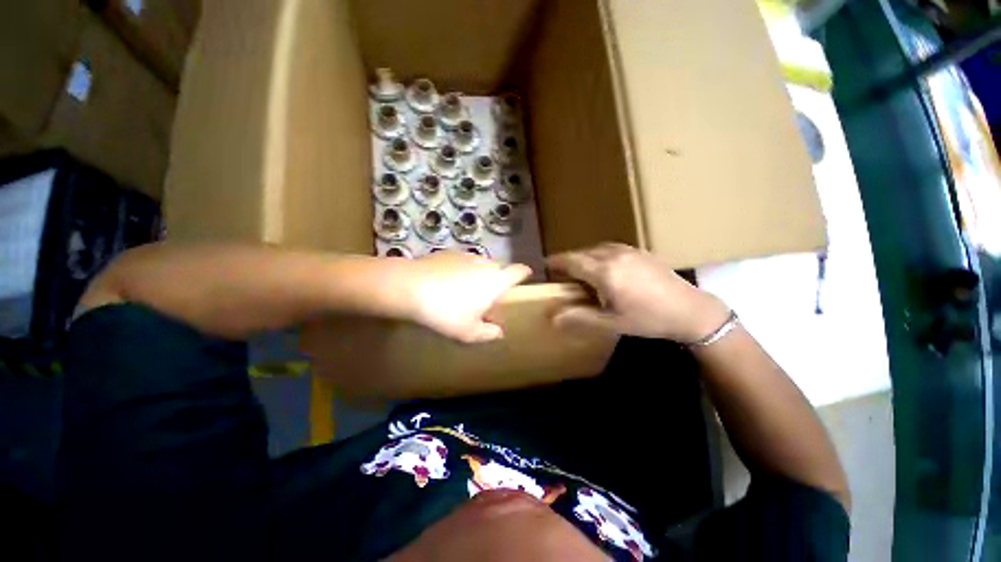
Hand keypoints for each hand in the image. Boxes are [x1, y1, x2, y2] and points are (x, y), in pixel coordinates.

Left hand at [402, 252, 531, 343]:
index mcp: (496, 280)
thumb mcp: (468, 331)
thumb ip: (488, 333)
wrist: (410, 287)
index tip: (523, 279)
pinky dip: (462, 271)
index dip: (524, 274)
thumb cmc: (446, 312)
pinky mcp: (449, 252)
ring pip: (481, 265)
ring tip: (465, 291)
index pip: (519, 271)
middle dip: (498, 280)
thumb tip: (499, 332)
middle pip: (500, 268)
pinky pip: (464, 262)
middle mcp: (486, 263)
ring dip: (479, 275)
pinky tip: (447, 283)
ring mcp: (467, 255)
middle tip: (487, 297)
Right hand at [547, 243, 729, 342]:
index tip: (545, 265)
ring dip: (585, 257)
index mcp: (604, 271)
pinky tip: (605, 267)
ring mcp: (629, 250)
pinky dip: (599, 255)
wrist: (690, 310)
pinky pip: (611, 248)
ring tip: (581, 270)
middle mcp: (614, 254)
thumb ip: (579, 319)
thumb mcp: (611, 323)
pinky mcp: (640, 251)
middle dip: (569, 261)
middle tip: (562, 274)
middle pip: (583, 253)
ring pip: (596, 249)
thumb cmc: (648, 319)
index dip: (556, 262)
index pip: (571, 260)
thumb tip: (552, 317)